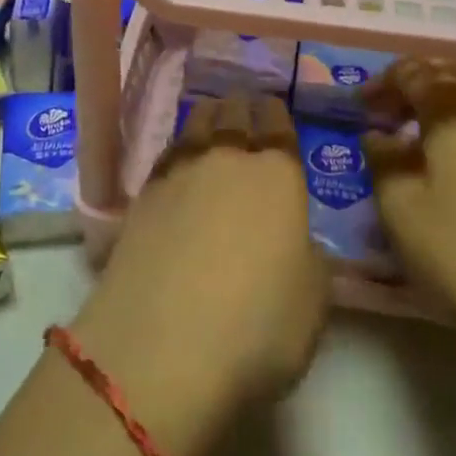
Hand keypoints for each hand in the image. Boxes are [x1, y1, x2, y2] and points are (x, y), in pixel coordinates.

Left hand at [70, 94, 327, 455]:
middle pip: (233, 114)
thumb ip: (310, 260)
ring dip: (207, 117)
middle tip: (243, 108)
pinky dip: (178, 149)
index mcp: (278, 175)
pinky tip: (178, 162)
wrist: (161, 347)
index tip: (273, 109)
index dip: (276, 113)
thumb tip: (298, 241)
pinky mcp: (142, 195)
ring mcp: (179, 173)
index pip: (278, 125)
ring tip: (210, 119)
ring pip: (195, 124)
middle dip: (241, 107)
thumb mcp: (313, 304)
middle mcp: (227, 158)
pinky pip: (167, 154)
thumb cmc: (256, 328)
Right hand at [363, 59, 455, 350]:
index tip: (359, 108)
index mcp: (453, 105)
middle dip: (416, 84)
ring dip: (446, 102)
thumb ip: (382, 161)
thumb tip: (379, 136)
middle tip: (389, 113)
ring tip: (422, 135)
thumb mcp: (401, 208)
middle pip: (451, 73)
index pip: (412, 71)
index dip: (382, 83)